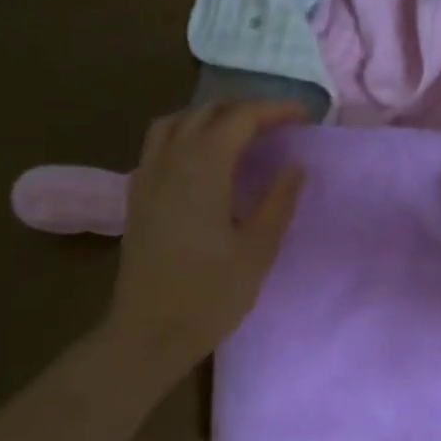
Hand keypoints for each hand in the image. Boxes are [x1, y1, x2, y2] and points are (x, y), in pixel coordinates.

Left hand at [105, 101, 306, 377]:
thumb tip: (295, 167)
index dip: (274, 110)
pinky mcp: (136, 195)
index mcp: (203, 169)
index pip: (240, 118)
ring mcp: (147, 176)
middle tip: (278, 124)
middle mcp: (170, 161)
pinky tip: (199, 158)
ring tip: (238, 132)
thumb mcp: (257, 250)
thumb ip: (278, 202)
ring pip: (175, 122)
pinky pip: (157, 144)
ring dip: (209, 116)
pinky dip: (183, 133)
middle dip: (245, 109)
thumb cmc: (210, 295)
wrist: (149, 331)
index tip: (303, 116)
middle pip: (207, 112)